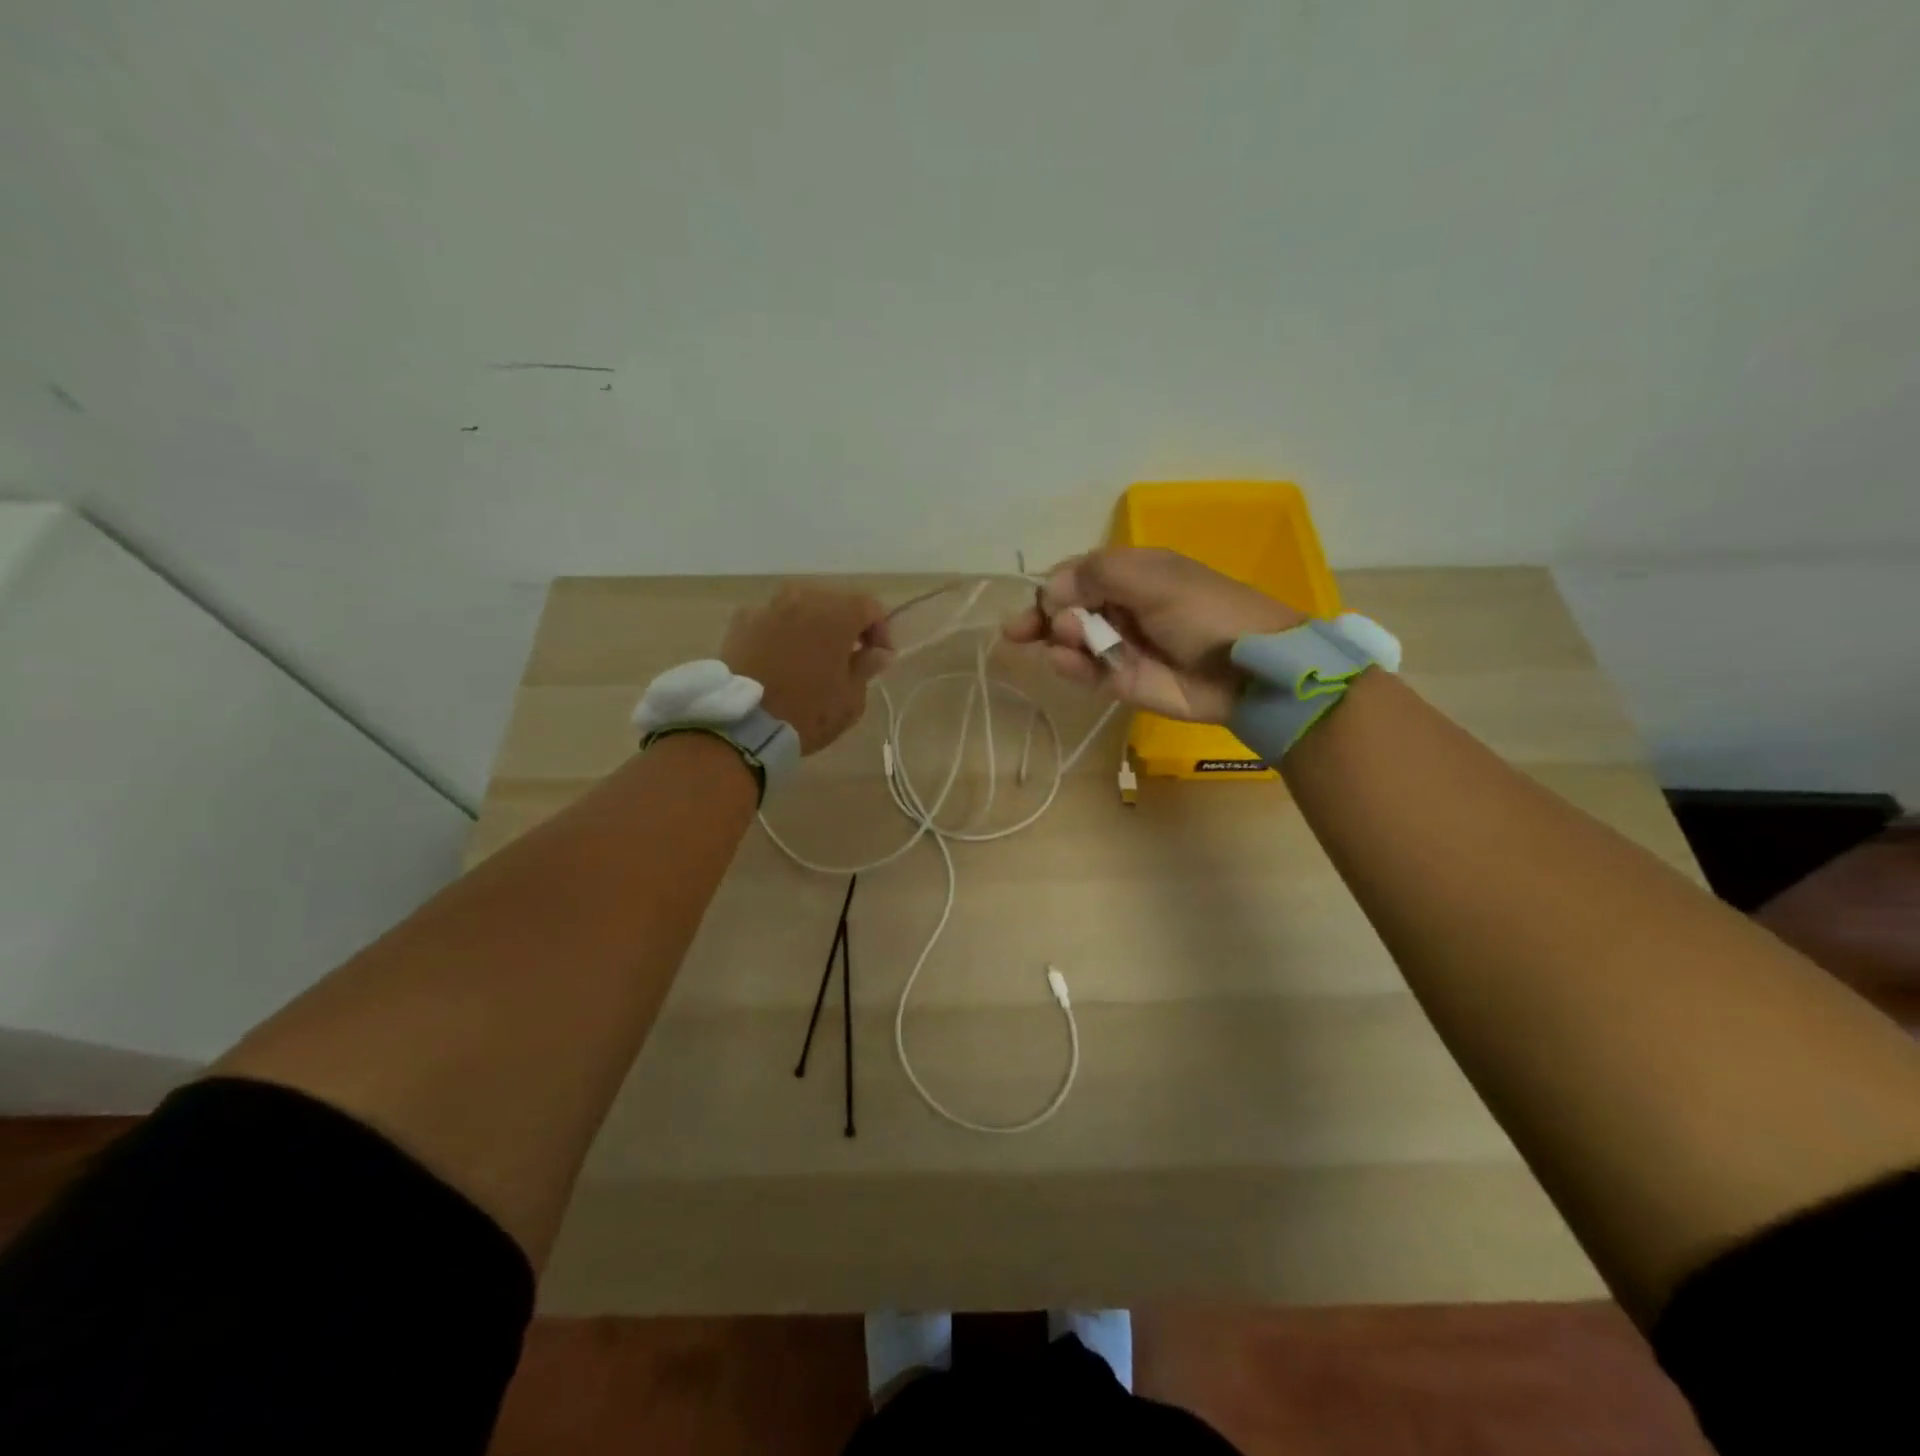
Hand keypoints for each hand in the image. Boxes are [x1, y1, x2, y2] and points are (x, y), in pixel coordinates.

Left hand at [721, 584, 892, 752]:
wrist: (742, 725)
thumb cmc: (807, 713)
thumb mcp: (850, 699)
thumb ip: (866, 667)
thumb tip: (877, 652)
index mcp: (836, 615)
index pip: (870, 607)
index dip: (880, 630)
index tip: (879, 657)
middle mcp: (802, 600)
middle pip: (834, 601)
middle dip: (845, 625)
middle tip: (847, 656)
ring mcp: (768, 608)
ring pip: (801, 606)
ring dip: (812, 625)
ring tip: (811, 655)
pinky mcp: (741, 622)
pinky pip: (772, 619)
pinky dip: (782, 632)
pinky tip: (779, 658)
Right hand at [1003, 548, 1304, 722]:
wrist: (1249, 671)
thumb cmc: (1205, 611)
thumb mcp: (1155, 579)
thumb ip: (1099, 575)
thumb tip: (1049, 590)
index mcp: (1133, 574)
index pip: (1078, 574)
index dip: (1053, 586)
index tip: (1039, 599)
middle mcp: (1121, 607)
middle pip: (1066, 609)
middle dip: (1041, 617)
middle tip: (1017, 630)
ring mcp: (1120, 646)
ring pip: (1072, 641)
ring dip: (1059, 639)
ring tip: (1066, 638)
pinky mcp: (1121, 682)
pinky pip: (1086, 672)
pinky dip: (1070, 666)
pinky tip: (1063, 660)